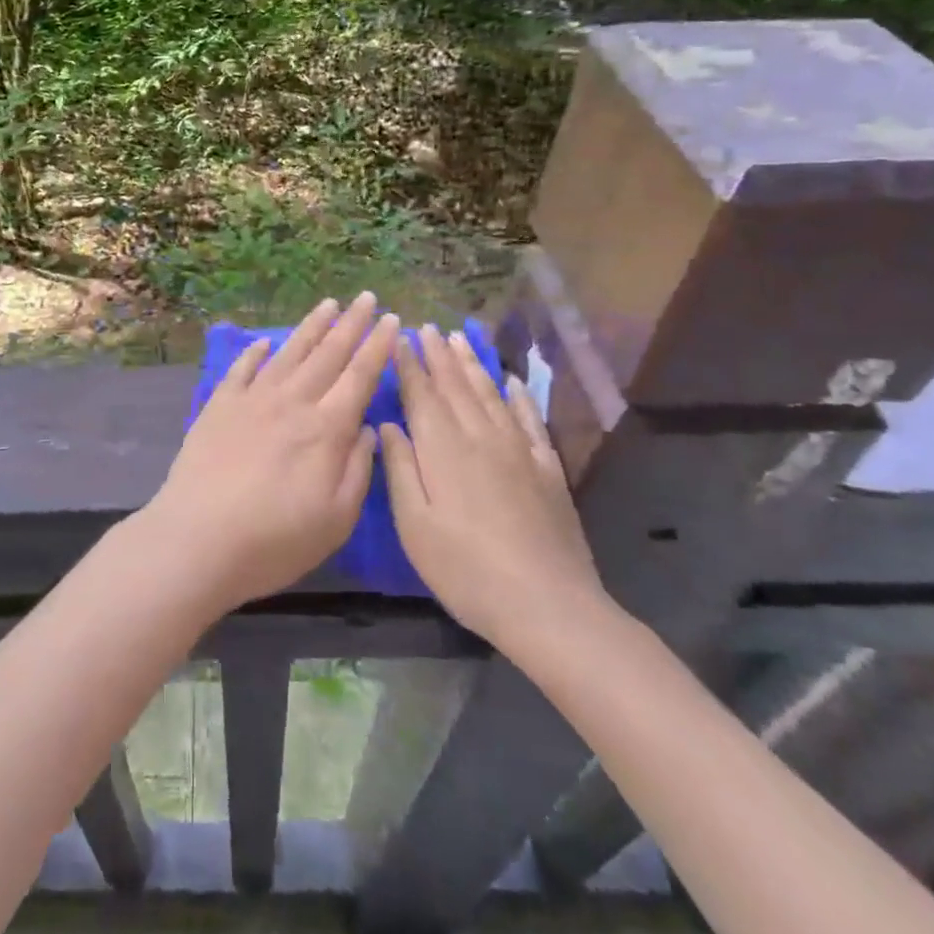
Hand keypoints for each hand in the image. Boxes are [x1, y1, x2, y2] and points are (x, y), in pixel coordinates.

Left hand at [140, 293, 399, 613]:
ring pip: (289, 353)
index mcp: (326, 429)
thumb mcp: (335, 519)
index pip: (360, 376)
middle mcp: (292, 402)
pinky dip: (256, 351)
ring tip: (328, 304)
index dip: (378, 347)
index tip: (393, 321)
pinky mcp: (219, 406)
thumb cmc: (274, 541)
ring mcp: (252, 399)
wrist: (198, 539)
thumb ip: (357, 469)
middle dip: (351, 324)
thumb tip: (369, 428)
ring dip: (311, 327)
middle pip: (328, 354)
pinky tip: (265, 341)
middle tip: (367, 297)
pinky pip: (243, 369)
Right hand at [380, 326, 610, 661]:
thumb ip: (401, 469)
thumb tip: (387, 425)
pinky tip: (514, 382)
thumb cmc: (465, 569)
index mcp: (443, 449)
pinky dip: (520, 396)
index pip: (422, 394)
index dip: (409, 365)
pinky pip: (530, 420)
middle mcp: (480, 436)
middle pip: (456, 385)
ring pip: (490, 394)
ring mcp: (518, 450)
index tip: (400, 339)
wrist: (547, 605)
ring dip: (473, 365)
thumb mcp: (415, 525)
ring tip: (460, 340)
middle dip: (438, 355)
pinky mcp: (547, 468)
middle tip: (427, 328)